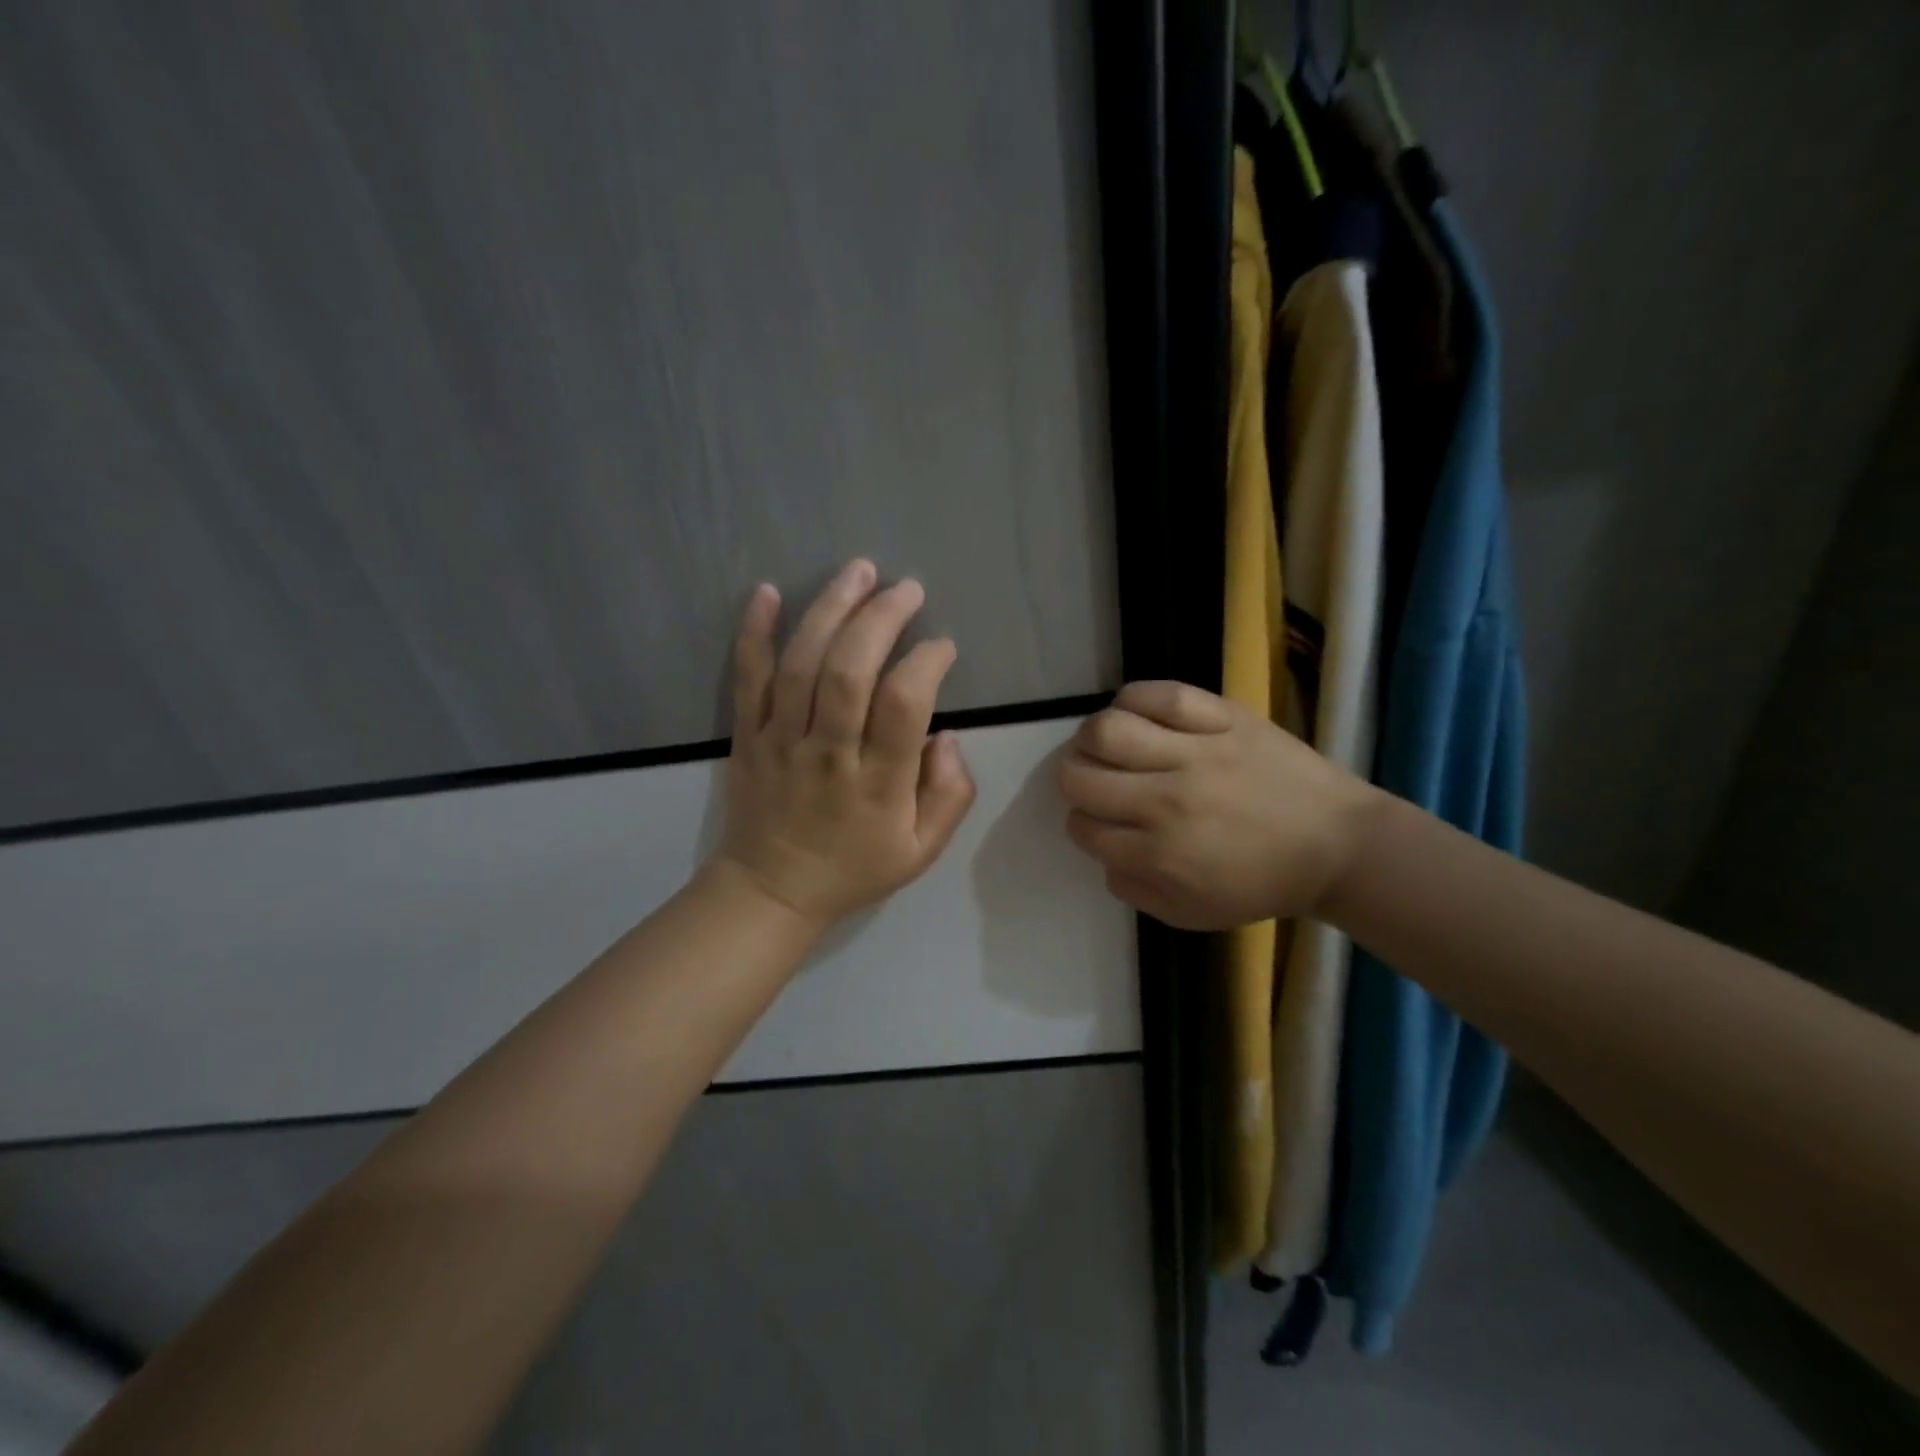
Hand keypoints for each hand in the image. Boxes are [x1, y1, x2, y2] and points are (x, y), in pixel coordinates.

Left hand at [713, 559, 975, 929]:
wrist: (771, 889)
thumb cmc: (853, 869)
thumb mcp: (920, 851)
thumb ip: (949, 795)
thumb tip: (947, 735)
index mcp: (878, 783)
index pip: (904, 706)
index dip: (926, 664)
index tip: (942, 647)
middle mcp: (828, 753)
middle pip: (849, 672)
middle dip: (881, 619)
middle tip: (907, 589)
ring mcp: (782, 740)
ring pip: (801, 665)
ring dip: (830, 610)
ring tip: (859, 570)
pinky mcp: (748, 734)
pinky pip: (748, 678)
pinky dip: (755, 633)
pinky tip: (768, 591)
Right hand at [1058, 681, 1380, 929]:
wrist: (1337, 846)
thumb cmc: (1262, 884)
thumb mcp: (1190, 914)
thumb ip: (1134, 889)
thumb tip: (1104, 853)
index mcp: (1159, 854)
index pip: (1083, 826)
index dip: (1083, 823)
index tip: (1099, 821)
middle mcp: (1166, 800)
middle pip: (1079, 775)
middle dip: (1073, 780)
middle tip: (1093, 781)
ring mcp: (1195, 752)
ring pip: (1107, 729)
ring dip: (1092, 738)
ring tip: (1108, 744)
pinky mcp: (1223, 717)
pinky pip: (1160, 694)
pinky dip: (1133, 699)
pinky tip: (1135, 713)